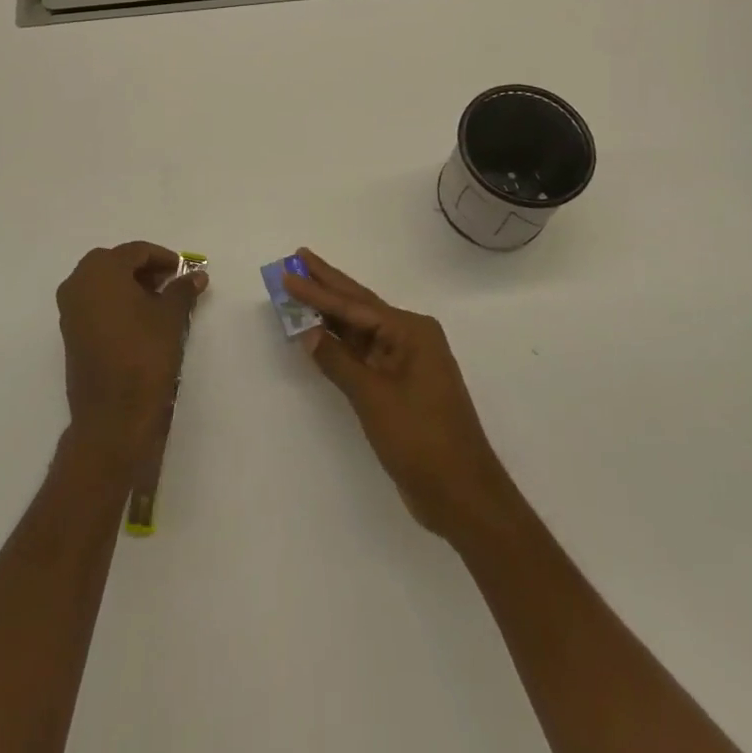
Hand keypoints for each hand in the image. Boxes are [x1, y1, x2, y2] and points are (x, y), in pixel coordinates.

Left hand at [57, 242, 204, 461]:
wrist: (113, 415)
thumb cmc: (144, 356)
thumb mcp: (171, 317)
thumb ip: (183, 290)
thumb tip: (197, 275)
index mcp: (100, 271)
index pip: (135, 251)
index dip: (163, 258)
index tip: (183, 271)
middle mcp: (78, 283)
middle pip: (114, 263)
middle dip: (143, 269)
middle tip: (170, 283)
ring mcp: (70, 309)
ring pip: (102, 283)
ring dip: (129, 286)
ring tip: (159, 303)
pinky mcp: (70, 333)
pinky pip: (94, 303)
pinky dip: (116, 303)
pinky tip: (140, 321)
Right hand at [285, 249, 518, 541]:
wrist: (461, 494)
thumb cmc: (420, 439)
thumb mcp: (373, 397)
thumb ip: (338, 361)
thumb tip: (308, 332)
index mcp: (411, 331)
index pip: (354, 306)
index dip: (317, 290)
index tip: (289, 271)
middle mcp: (410, 338)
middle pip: (359, 306)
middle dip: (327, 285)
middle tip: (298, 258)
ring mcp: (406, 362)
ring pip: (360, 329)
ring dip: (331, 312)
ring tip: (302, 287)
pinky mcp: (400, 386)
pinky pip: (364, 353)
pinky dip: (341, 344)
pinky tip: (320, 333)